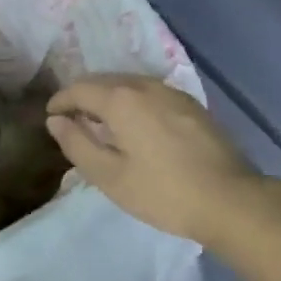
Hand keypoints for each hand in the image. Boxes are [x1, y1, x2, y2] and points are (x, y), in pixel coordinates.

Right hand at [46, 76, 257, 244]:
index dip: (60, 100)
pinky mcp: (191, 104)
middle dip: (83, 96)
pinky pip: (150, 93)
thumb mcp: (110, 176)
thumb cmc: (163, 192)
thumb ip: (77, 144)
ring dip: (110, 98)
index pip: (79, 88)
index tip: (51, 116)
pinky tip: (136, 125)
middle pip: (104, 81)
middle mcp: (145, 85)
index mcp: (121, 99)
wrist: (230, 199)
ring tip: (101, 123)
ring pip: (129, 85)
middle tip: (72, 120)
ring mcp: (172, 92)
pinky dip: (133, 102)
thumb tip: (56, 121)